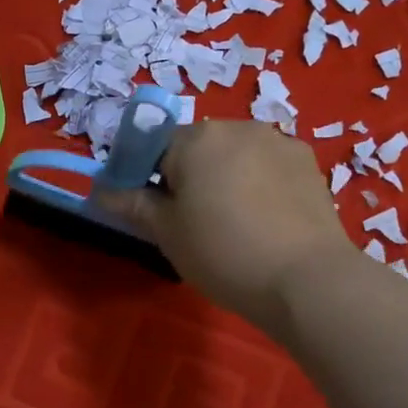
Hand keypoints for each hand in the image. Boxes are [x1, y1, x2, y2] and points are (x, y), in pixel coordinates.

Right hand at [97, 120, 355, 330]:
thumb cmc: (223, 253)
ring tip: (235, 225)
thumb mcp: (167, 233)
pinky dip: (259, 185)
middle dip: (189, 176)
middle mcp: (239, 127)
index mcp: (197, 138)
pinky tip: (265, 222)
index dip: (147, 178)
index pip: (155, 147)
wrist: (306, 280)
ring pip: (236, 156)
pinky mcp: (308, 163)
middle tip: (193, 223)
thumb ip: (132, 205)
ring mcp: (279, 142)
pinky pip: (268, 167)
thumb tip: (99, 190)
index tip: (152, 212)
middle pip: (199, 148)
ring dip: (226, 178)